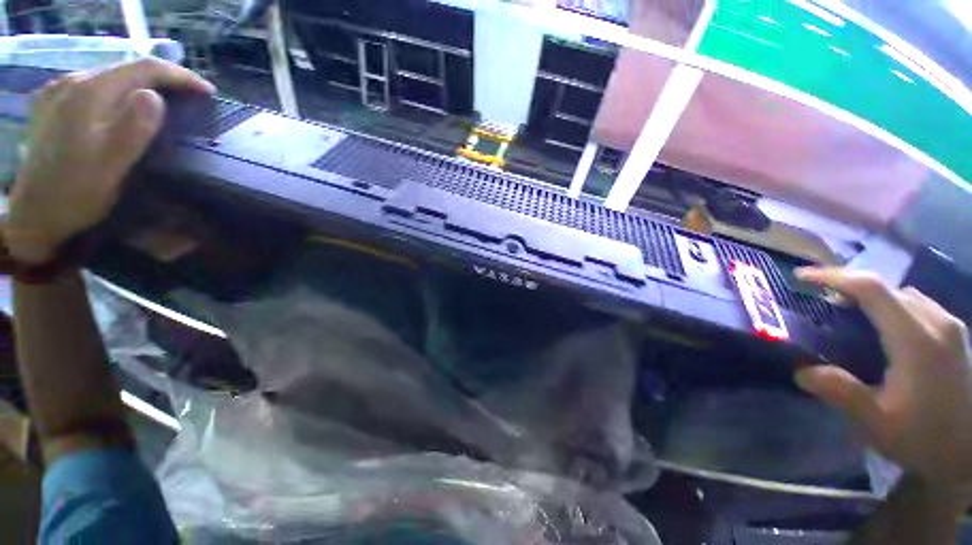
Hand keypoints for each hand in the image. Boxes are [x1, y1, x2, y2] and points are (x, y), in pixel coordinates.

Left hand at [4, 57, 212, 264]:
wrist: (33, 215)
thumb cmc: (76, 194)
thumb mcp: (112, 166)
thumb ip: (133, 129)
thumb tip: (155, 97)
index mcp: (88, 94)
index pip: (143, 69)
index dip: (180, 76)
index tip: (208, 92)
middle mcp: (72, 83)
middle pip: (126, 69)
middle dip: (163, 80)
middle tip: (192, 98)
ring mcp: (58, 92)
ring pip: (111, 77)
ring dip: (141, 85)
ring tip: (166, 101)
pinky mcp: (53, 104)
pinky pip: (94, 86)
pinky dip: (118, 91)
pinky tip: (124, 104)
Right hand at [794, 268, 971, 493]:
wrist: (970, 452)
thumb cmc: (924, 439)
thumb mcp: (878, 424)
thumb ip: (842, 393)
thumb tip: (802, 371)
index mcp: (916, 340)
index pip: (871, 289)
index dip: (833, 277)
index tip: (801, 276)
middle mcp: (935, 322)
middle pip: (886, 288)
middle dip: (847, 286)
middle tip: (818, 299)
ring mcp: (949, 325)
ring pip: (902, 294)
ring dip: (871, 296)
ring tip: (847, 312)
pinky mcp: (954, 333)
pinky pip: (916, 304)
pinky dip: (891, 305)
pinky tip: (883, 327)